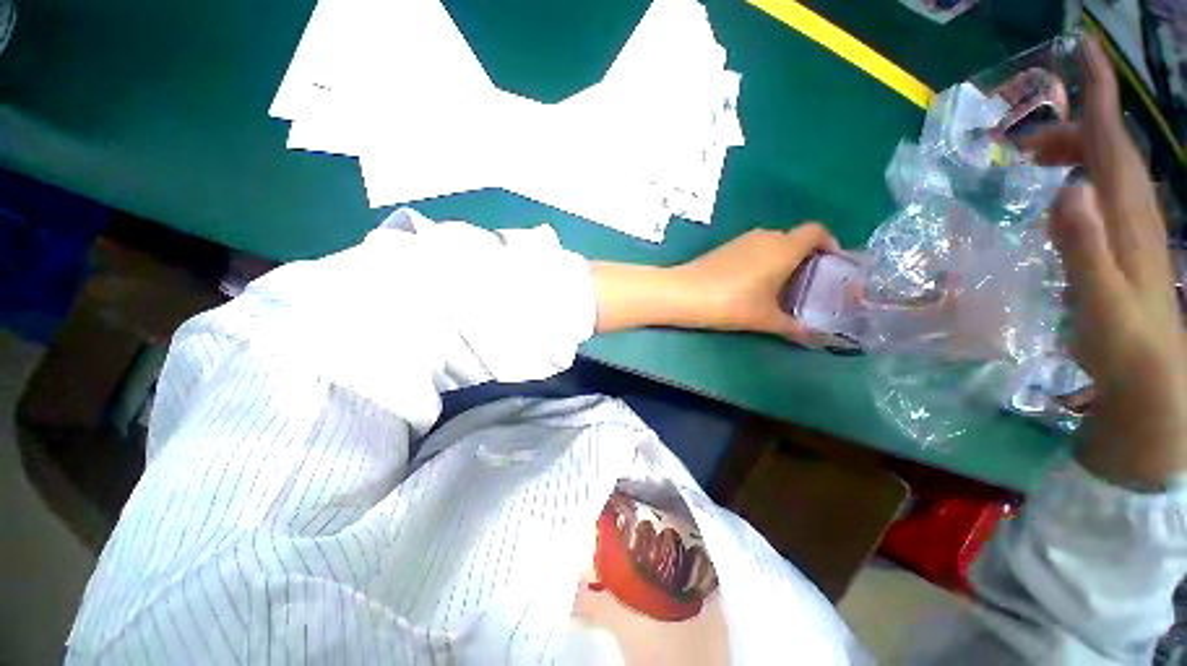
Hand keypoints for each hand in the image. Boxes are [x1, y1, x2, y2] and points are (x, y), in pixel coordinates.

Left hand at [590, 224, 836, 341]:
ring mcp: (742, 240)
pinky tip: (753, 286)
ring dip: (782, 261)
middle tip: (808, 286)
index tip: (831, 265)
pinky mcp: (725, 248)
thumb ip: (793, 327)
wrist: (684, 293)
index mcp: (783, 247)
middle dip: (806, 259)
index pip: (817, 231)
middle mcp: (766, 236)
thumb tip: (814, 337)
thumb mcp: (765, 318)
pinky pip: (754, 250)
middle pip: (795, 240)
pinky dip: (762, 262)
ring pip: (773, 245)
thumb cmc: (731, 303)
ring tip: (781, 289)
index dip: (829, 244)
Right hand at [1023, 36, 1186, 488]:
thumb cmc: (1123, 345)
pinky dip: (1083, 180)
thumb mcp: (1099, 299)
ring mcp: (1133, 229)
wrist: (1149, 382)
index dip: (1101, 94)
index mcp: (1128, 215)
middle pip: (1109, 150)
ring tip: (1035, 161)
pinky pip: (1106, 196)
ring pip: (1108, 171)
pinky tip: (1062, 195)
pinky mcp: (1125, 246)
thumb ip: (1083, 247)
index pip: (1115, 141)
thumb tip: (1066, 190)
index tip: (1085, 50)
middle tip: (1024, 143)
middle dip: (1072, 130)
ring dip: (1075, 154)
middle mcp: (1135, 211)